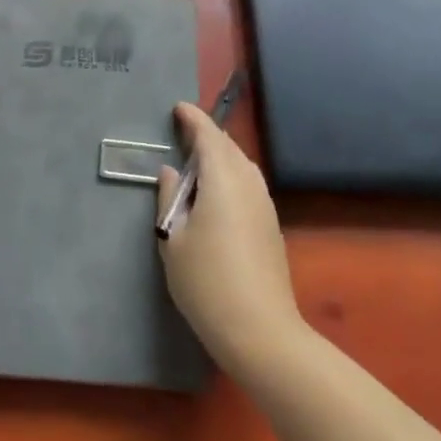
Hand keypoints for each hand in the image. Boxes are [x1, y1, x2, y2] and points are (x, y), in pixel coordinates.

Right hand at [157, 101, 301, 372]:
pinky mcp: (270, 225)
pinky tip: (216, 192)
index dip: (193, 119)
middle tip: (183, 132)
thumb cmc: (207, 283)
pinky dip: (230, 174)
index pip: (209, 136)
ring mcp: (264, 204)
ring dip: (220, 155)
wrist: (261, 332)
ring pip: (242, 165)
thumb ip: (170, 199)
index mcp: (222, 179)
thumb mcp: (173, 240)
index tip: (178, 108)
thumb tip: (171, 173)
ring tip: (197, 160)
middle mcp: (248, 184)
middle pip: (228, 147)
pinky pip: (248, 183)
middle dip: (207, 135)